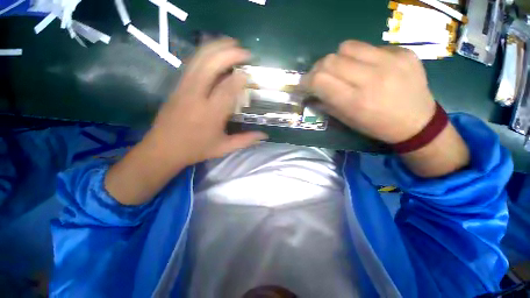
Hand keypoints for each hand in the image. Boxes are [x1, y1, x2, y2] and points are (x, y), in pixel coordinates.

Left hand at [105, 39, 266, 204]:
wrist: (163, 149)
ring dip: (216, 47)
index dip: (239, 78)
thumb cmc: (196, 149)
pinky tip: (214, 52)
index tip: (249, 73)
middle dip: (229, 53)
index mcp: (211, 114)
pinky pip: (191, 64)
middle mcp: (196, 97)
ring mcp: (184, 89)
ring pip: (199, 60)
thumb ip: (245, 140)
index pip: (227, 89)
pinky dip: (204, 54)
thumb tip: (265, 136)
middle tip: (244, 51)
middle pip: (211, 65)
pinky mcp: (177, 87)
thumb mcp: (224, 148)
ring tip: (231, 43)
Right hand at [301, 40, 435, 143]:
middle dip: (318, 68)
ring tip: (342, 69)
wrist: (417, 122)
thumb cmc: (376, 126)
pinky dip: (360, 56)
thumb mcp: (347, 121)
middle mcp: (371, 78)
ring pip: (347, 47)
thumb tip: (309, 94)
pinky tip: (367, 67)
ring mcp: (391, 61)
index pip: (319, 80)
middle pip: (330, 60)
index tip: (304, 84)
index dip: (306, 81)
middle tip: (319, 76)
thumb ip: (326, 104)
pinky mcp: (404, 52)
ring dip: (337, 58)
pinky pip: (370, 47)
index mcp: (355, 101)